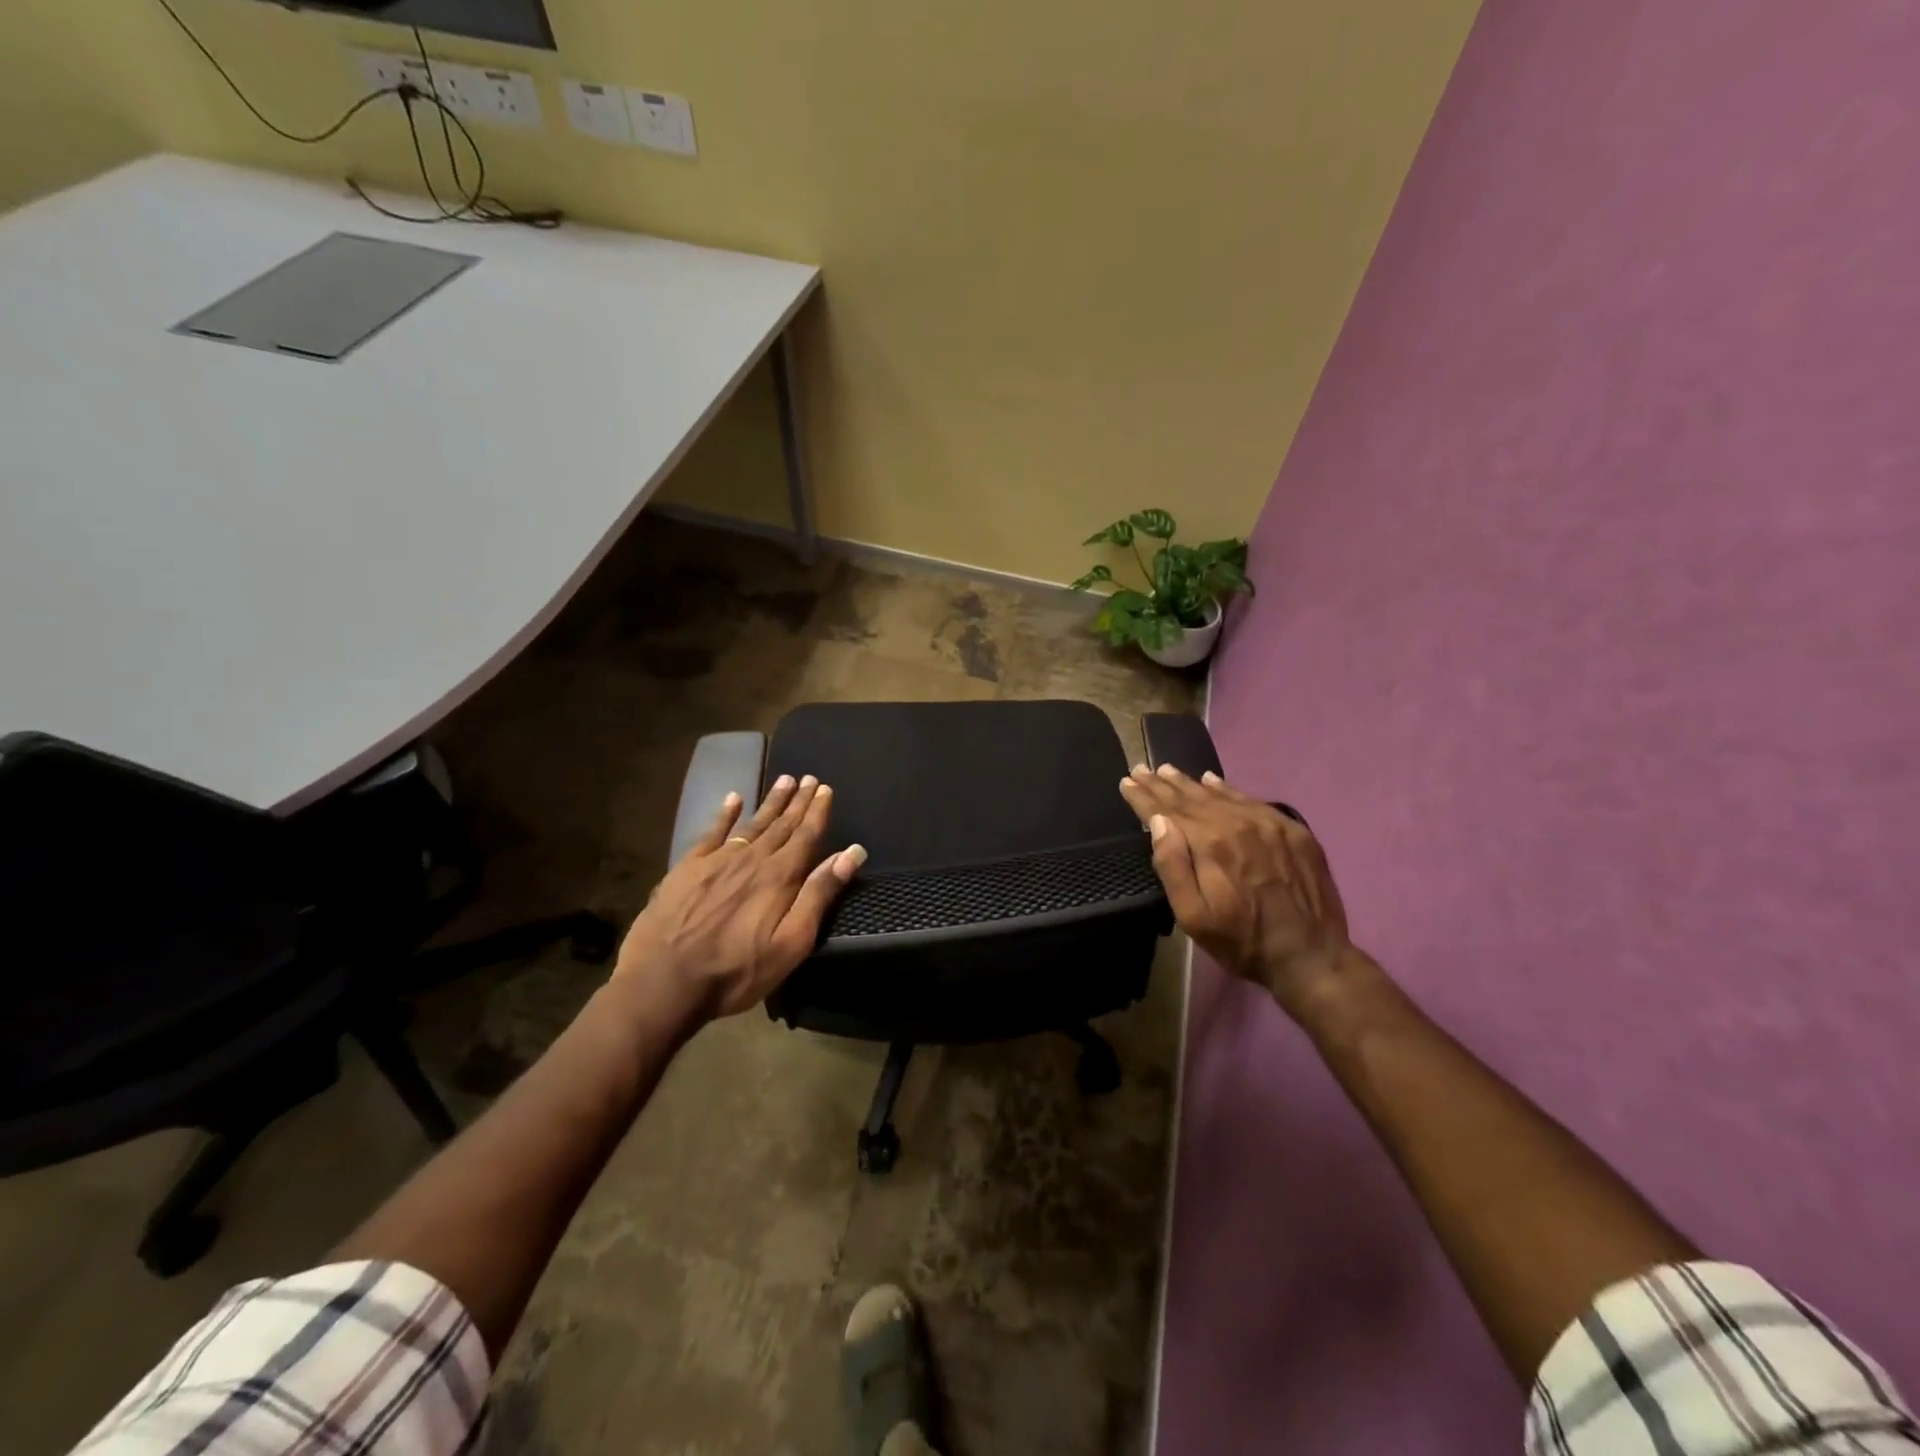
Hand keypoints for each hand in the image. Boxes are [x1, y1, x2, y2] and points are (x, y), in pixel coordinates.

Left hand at [614, 774, 865, 1024]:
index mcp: (779, 877)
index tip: (825, 789)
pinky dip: (725, 814)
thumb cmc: (736, 971)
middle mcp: (752, 859)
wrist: (663, 982)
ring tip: (783, 780)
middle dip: (797, 801)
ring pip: (751, 823)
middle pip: (781, 824)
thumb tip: (851, 853)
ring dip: (770, 802)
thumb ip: (819, 895)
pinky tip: (733, 798)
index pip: (806, 836)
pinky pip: (711, 832)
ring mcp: (717, 860)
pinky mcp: (687, 868)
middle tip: (808, 779)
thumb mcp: (791, 943)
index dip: (817, 812)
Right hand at [1118, 763, 1364, 1016]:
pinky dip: (1227, 789)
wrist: (1312, 957)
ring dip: (1190, 783)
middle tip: (1141, 769)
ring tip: (1167, 770)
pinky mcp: (1291, 829)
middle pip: (1191, 797)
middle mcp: (1237, 823)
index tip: (1126, 781)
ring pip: (1220, 794)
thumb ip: (1172, 867)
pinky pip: (1251, 800)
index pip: (1167, 811)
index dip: (1144, 796)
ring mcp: (1268, 823)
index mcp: (1210, 844)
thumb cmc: (1242, 942)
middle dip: (1162, 784)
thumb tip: (1159, 822)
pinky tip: (1213, 780)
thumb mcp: (1194, 917)